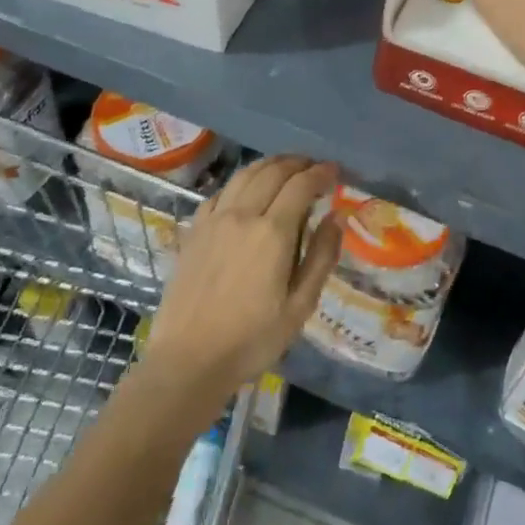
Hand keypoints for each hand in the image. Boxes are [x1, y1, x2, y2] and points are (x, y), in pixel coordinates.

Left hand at [140, 157, 342, 406]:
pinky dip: (241, 182)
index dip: (321, 173)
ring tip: (285, 168)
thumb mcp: (300, 306)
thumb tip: (336, 217)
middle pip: (273, 171)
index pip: (301, 185)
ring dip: (269, 165)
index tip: (335, 171)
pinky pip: (221, 192)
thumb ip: (322, 257)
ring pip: (244, 175)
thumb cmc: (252, 339)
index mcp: (272, 232)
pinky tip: (247, 191)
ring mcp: (214, 220)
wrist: (189, 360)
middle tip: (314, 167)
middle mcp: (242, 215)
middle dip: (298, 163)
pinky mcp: (194, 231)